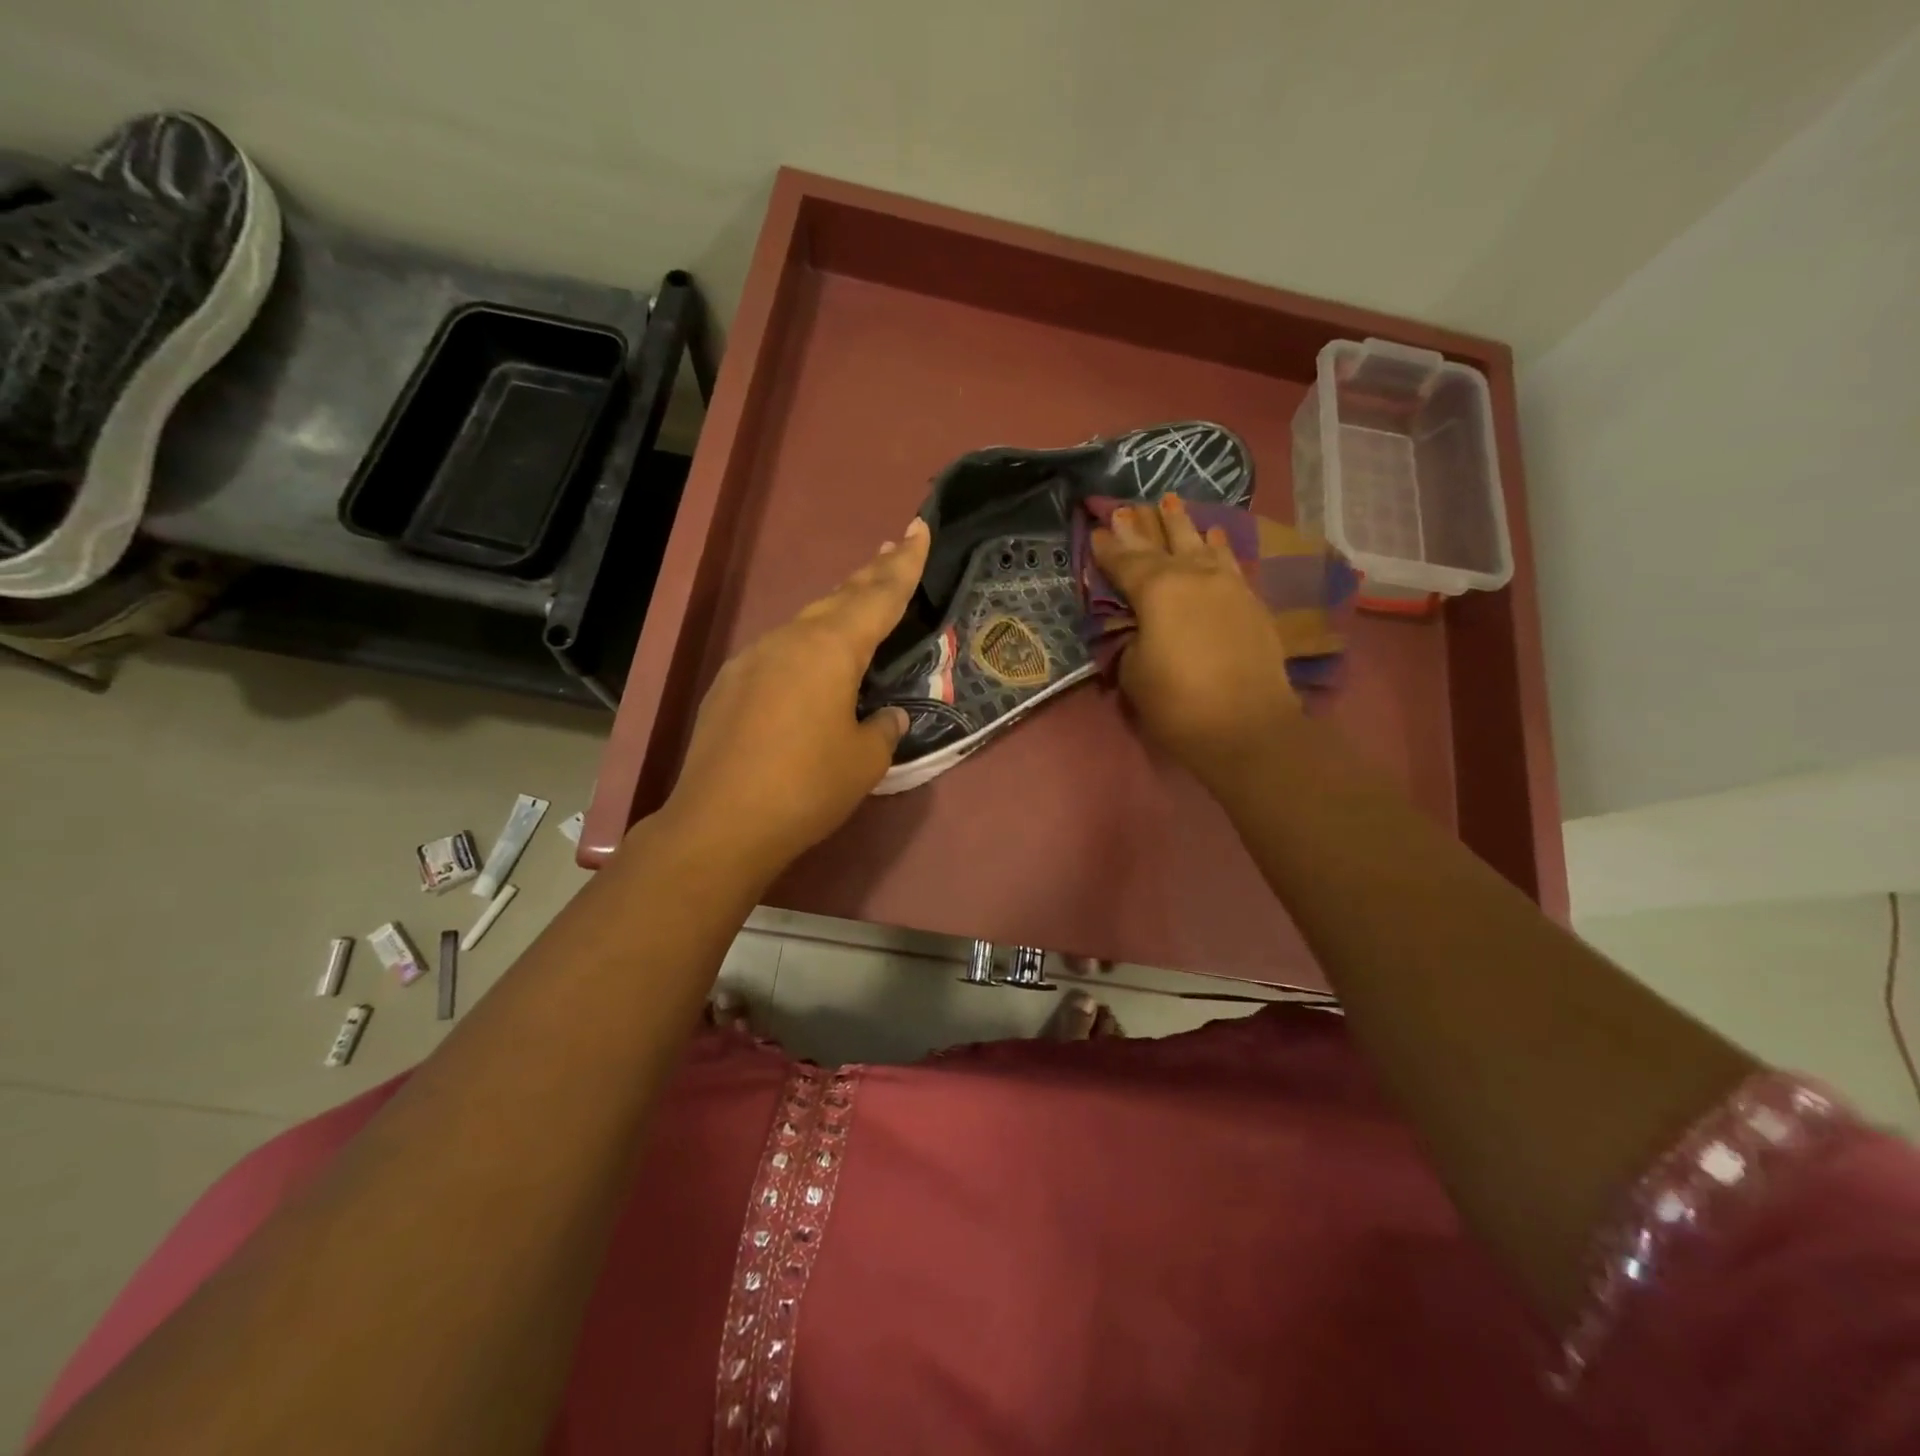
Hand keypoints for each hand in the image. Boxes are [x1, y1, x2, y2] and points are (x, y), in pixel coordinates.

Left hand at [654, 518, 928, 876]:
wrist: (720, 823)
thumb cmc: (807, 787)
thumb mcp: (864, 760)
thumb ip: (882, 728)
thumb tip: (887, 715)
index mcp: (830, 649)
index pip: (878, 596)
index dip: (904, 564)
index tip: (918, 527)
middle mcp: (789, 640)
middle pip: (839, 598)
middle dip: (870, 575)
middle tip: (894, 550)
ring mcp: (753, 659)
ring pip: (806, 623)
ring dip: (837, 610)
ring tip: (859, 604)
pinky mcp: (730, 684)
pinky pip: (780, 651)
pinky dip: (806, 646)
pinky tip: (810, 664)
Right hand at [1090, 496, 1299, 782]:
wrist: (1248, 727)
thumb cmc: (1178, 703)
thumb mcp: (1135, 673)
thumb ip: (1132, 641)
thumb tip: (1140, 629)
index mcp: (1157, 590)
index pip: (1125, 562)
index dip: (1107, 549)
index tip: (1096, 532)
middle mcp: (1194, 576)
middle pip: (1162, 545)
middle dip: (1141, 527)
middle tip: (1125, 508)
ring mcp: (1228, 585)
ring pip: (1201, 544)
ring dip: (1184, 524)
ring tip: (1173, 502)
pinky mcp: (1251, 602)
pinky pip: (1230, 562)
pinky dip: (1219, 547)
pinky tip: (1216, 536)